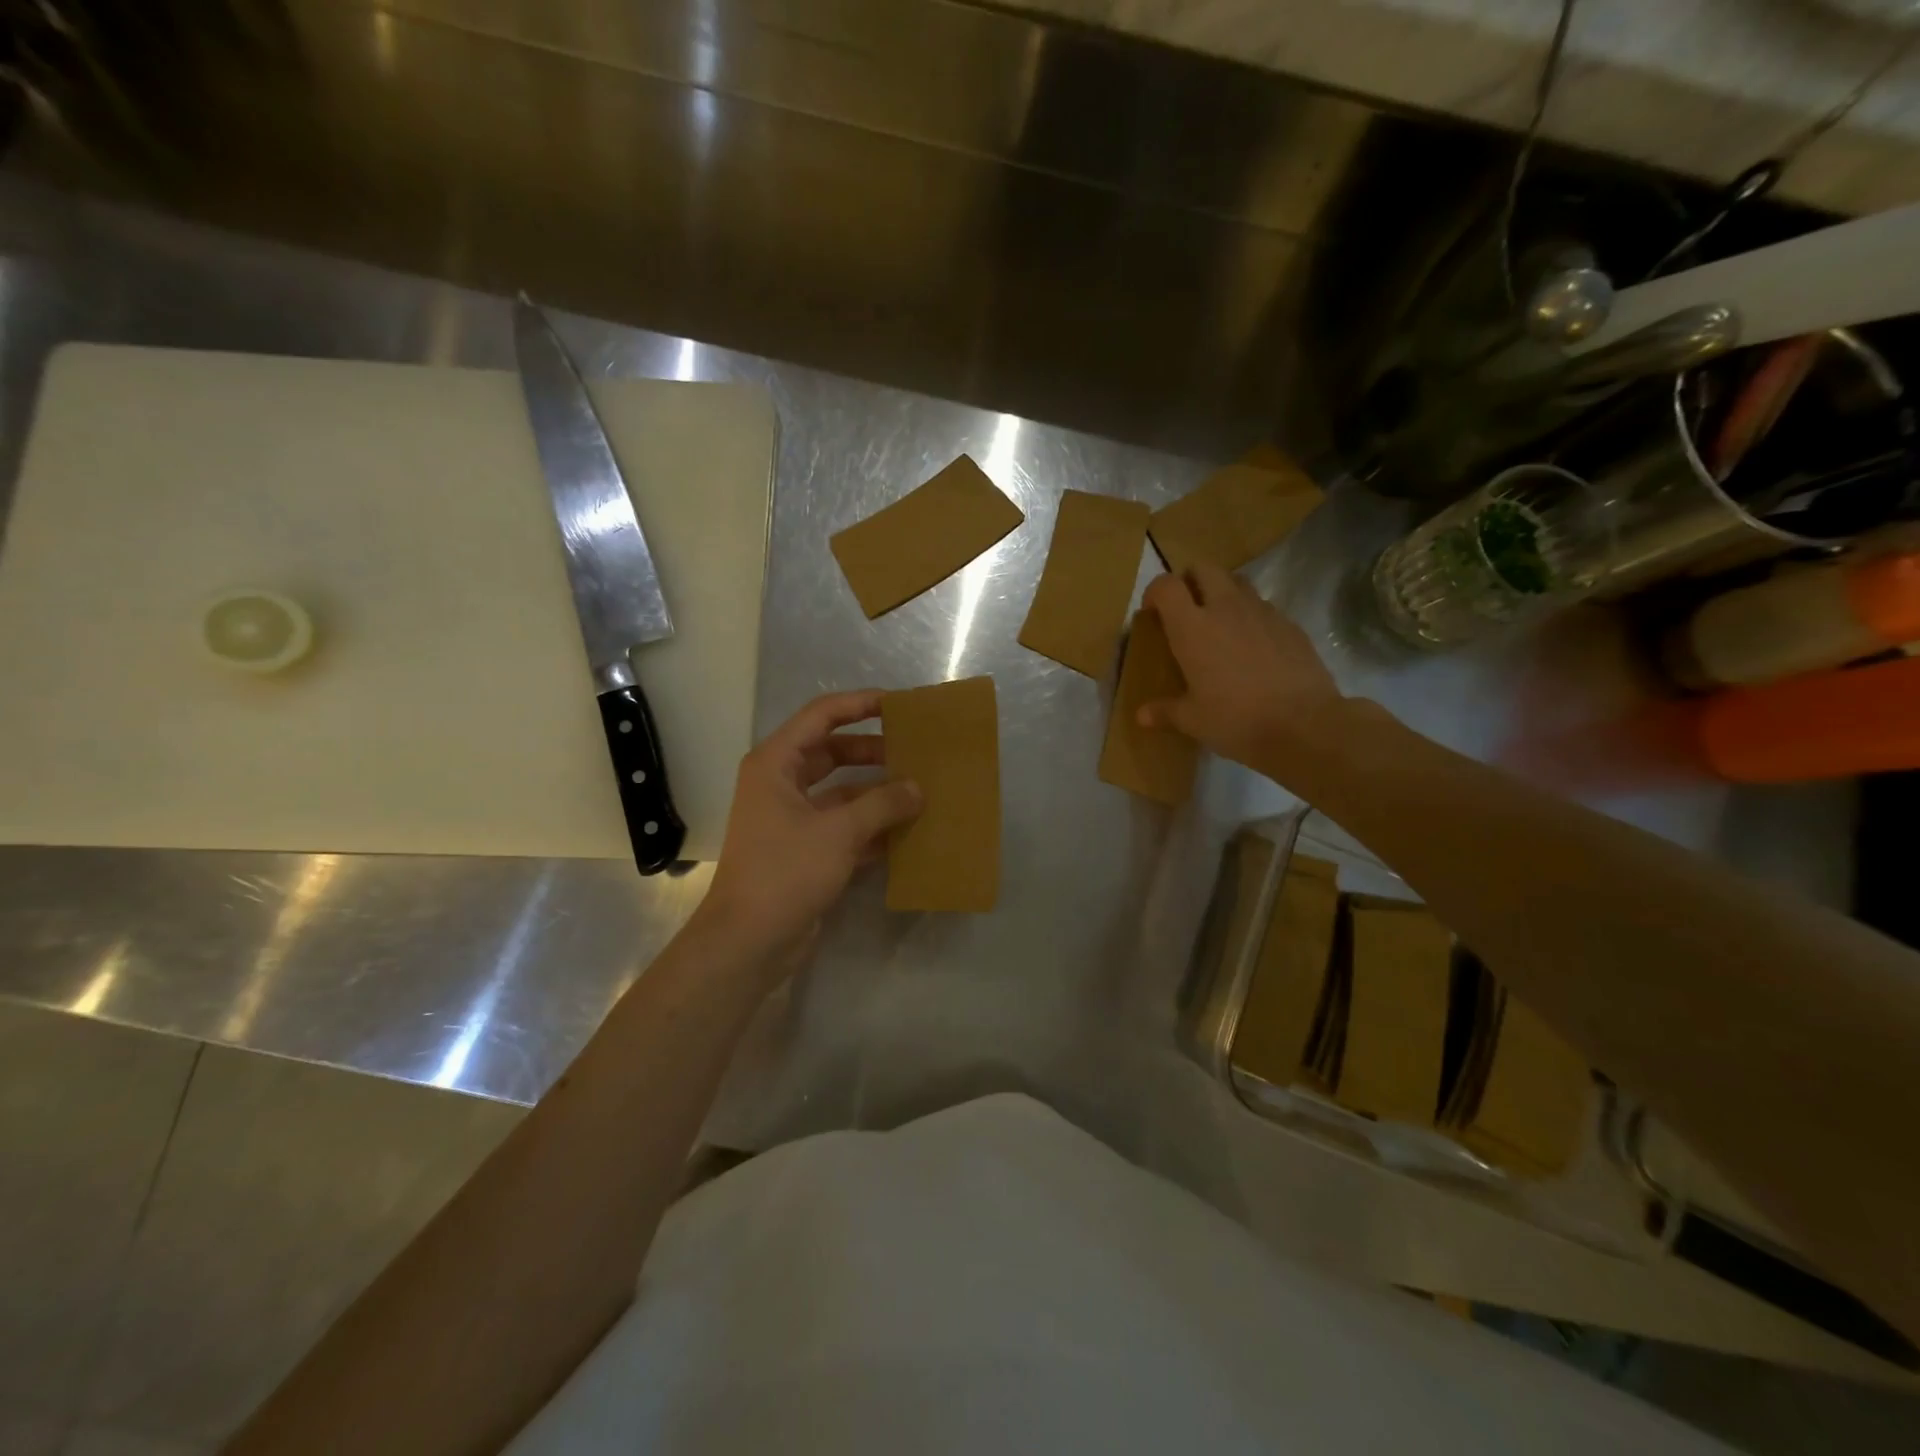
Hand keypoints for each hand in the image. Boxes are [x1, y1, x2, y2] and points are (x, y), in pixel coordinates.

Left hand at [699, 691, 921, 962]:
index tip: (899, 704)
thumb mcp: (839, 832)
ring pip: (841, 792)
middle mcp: (781, 784)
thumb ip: (882, 804)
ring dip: (876, 791)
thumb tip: (917, 788)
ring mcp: (792, 819)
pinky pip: (843, 825)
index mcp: (776, 764)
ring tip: (920, 789)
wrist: (748, 942)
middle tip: (916, 751)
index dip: (859, 704)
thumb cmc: (785, 872)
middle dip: (873, 751)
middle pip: (833, 752)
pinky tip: (907, 831)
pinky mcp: (805, 850)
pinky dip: (871, 826)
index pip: (821, 716)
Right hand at [1139, 562, 1346, 780]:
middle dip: (1190, 581)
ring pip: (1236, 582)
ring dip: (1222, 593)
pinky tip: (1251, 647)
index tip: (1152, 612)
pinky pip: (1263, 607)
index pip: (1166, 586)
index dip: (1155, 592)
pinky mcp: (1290, 624)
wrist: (1304, 725)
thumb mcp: (1193, 720)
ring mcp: (1262, 612)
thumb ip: (1165, 711)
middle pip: (1203, 569)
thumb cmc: (1236, 719)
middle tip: (1185, 610)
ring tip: (1218, 624)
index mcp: (1192, 627)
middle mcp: (1225, 608)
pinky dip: (1250, 616)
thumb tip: (1142, 715)